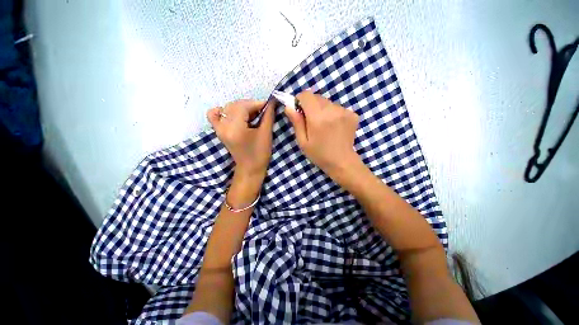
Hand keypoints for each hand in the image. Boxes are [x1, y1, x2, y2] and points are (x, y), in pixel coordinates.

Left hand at [207, 99, 274, 179]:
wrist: (250, 168)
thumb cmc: (260, 154)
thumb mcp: (266, 134)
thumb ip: (268, 116)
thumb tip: (272, 102)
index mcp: (236, 128)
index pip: (244, 106)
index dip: (257, 103)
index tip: (268, 104)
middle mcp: (224, 126)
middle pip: (235, 105)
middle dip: (250, 105)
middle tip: (262, 110)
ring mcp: (219, 129)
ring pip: (227, 108)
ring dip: (241, 107)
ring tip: (252, 114)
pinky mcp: (218, 132)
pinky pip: (214, 115)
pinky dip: (223, 111)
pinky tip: (233, 114)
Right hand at [284, 91, 359, 179]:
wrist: (342, 162)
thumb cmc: (319, 154)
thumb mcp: (303, 142)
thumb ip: (297, 123)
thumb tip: (289, 107)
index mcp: (318, 118)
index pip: (306, 95)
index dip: (300, 100)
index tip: (299, 110)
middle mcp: (332, 111)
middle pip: (317, 97)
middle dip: (310, 106)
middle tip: (311, 122)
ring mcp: (344, 111)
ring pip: (327, 102)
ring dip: (322, 110)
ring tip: (324, 126)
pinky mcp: (352, 114)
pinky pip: (337, 108)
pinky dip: (333, 113)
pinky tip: (334, 126)